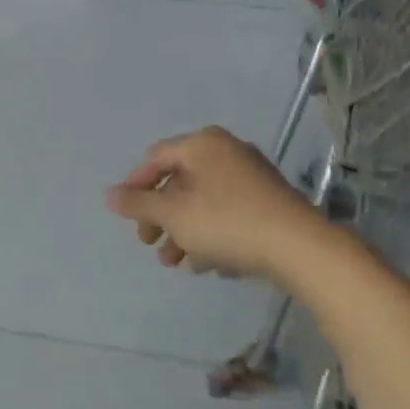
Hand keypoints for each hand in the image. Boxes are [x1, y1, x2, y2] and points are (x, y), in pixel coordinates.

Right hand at [105, 126, 321, 280]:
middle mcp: (226, 151)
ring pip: (202, 200)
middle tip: (149, 244)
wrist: (300, 247)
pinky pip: (226, 211)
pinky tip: (207, 264)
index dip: (136, 187)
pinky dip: (210, 233)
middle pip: (179, 181)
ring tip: (175, 263)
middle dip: (160, 216)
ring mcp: (250, 175)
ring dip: (183, 230)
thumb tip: (109, 195)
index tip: (128, 219)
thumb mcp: (174, 216)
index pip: (156, 158)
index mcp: (202, 144)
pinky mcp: (268, 200)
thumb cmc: (227, 223)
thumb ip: (139, 205)